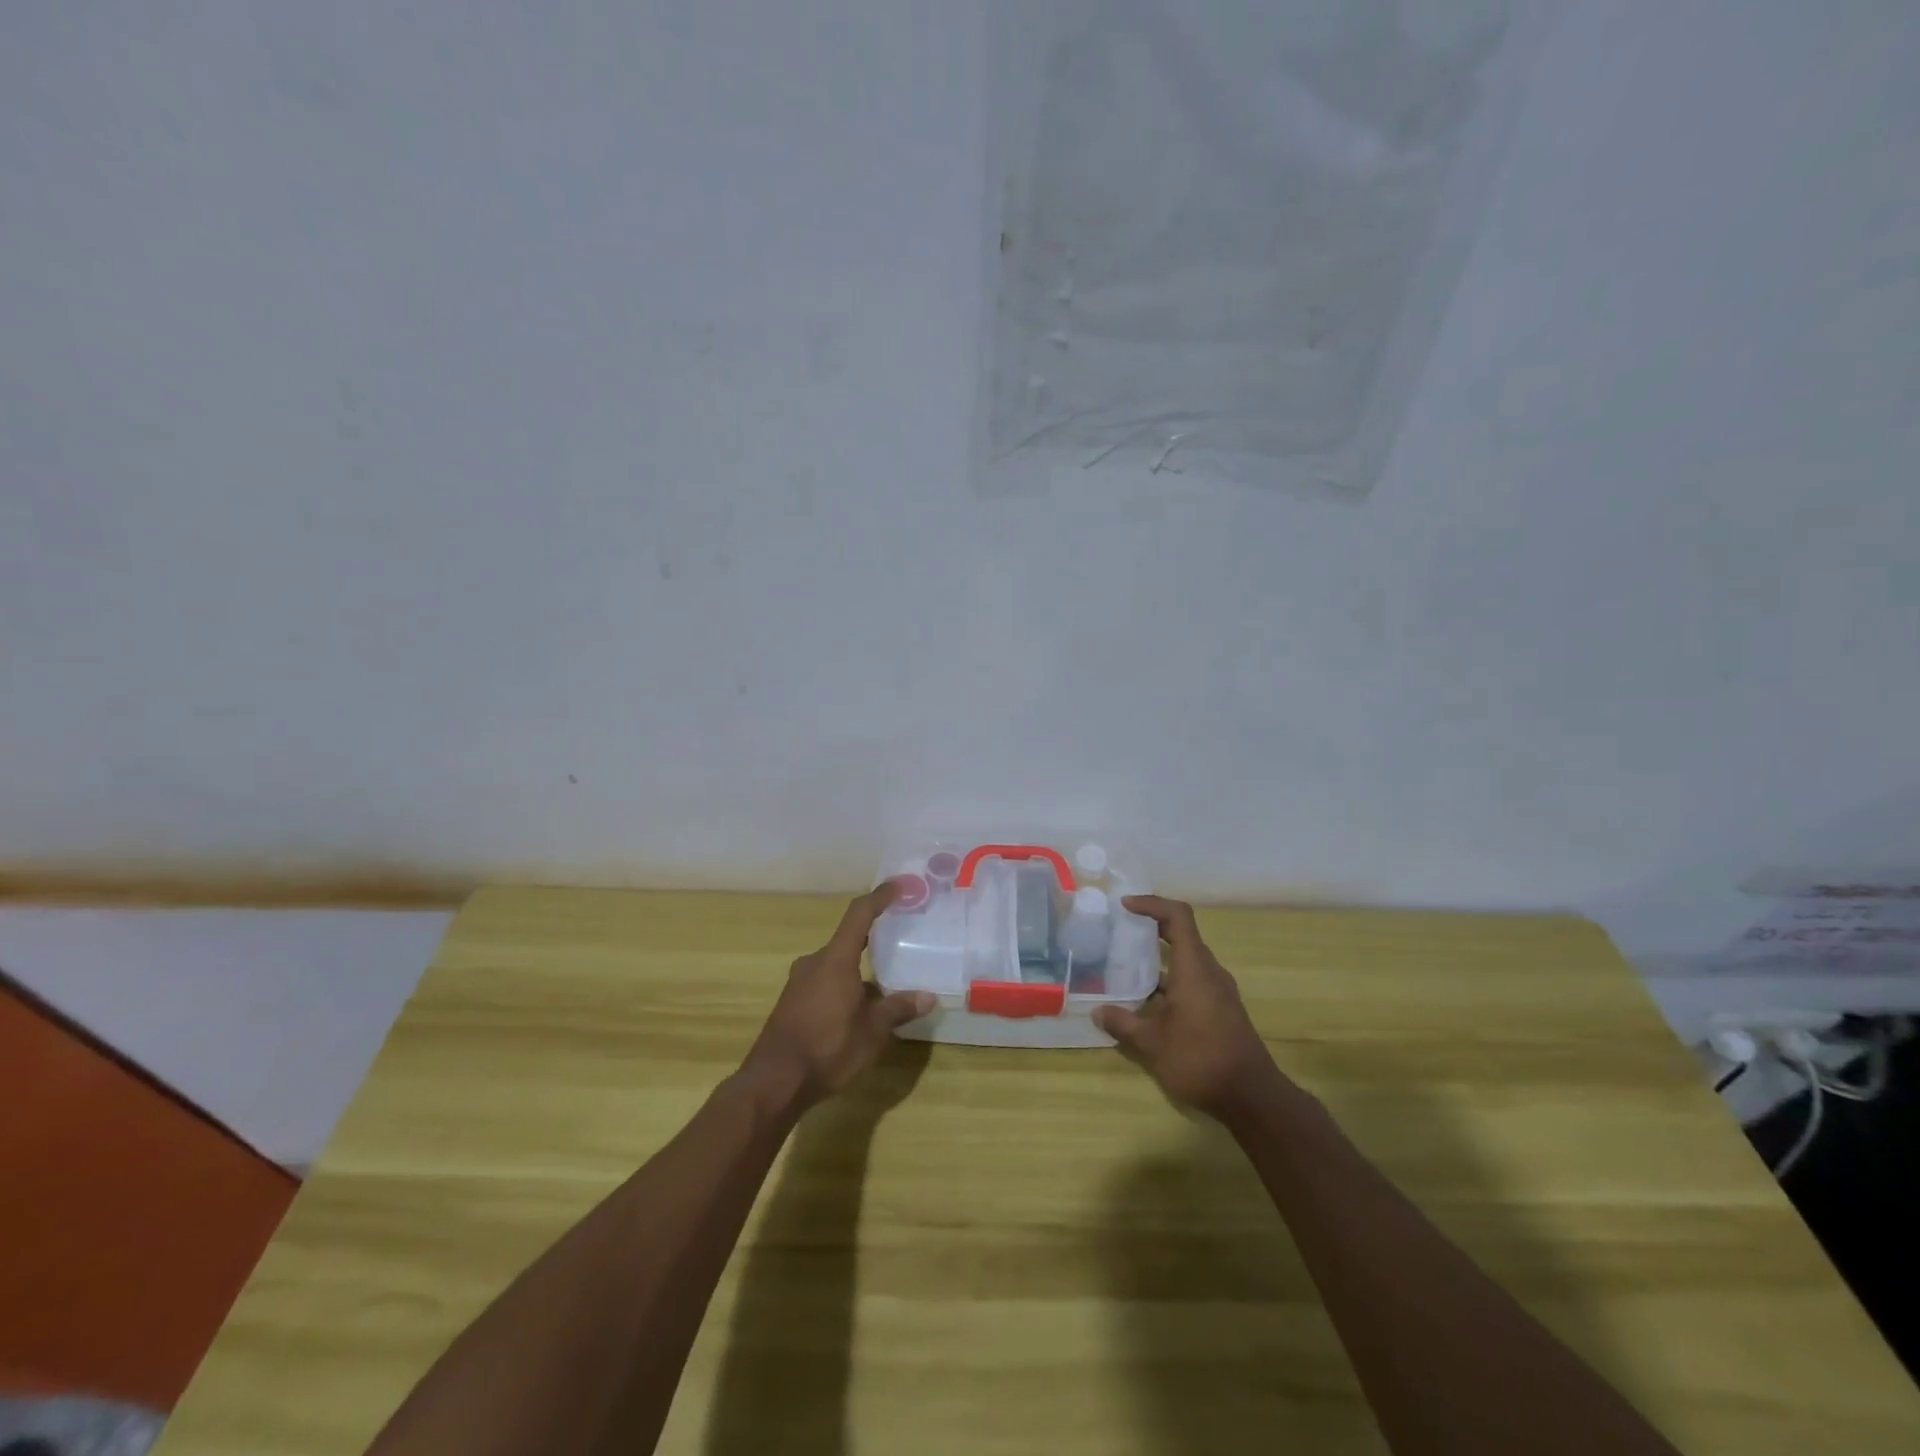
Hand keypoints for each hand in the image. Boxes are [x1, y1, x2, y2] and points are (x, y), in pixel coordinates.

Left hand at [740, 883, 935, 1113]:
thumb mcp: (872, 1032)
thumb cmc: (827, 1049)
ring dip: (858, 969)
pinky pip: (824, 982)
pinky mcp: (792, 1002)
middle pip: (847, 940)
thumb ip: (898, 1009)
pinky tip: (858, 1009)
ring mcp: (799, 983)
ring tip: (883, 983)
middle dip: (872, 941)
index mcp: (835, 960)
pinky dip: (844, 985)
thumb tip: (928, 996)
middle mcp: (814, 963)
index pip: (859, 915)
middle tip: (898, 942)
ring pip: (836, 964)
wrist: (773, 1083)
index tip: (897, 886)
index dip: (879, 897)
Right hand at [1093, 895, 1283, 1120]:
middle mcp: (1209, 972)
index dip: (1152, 904)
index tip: (1125, 906)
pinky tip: (1146, 1002)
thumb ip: (1123, 1023)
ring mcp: (1218, 992)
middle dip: (1151, 929)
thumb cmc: (1200, 1059)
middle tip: (1119, 932)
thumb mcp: (1152, 1044)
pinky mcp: (1221, 1010)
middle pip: (1182, 935)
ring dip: (1158, 960)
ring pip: (1186, 961)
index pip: (1177, 916)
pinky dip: (1169, 981)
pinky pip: (1192, 981)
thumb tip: (1097, 1011)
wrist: (1252, 1098)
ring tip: (1126, 967)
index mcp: (1194, 968)